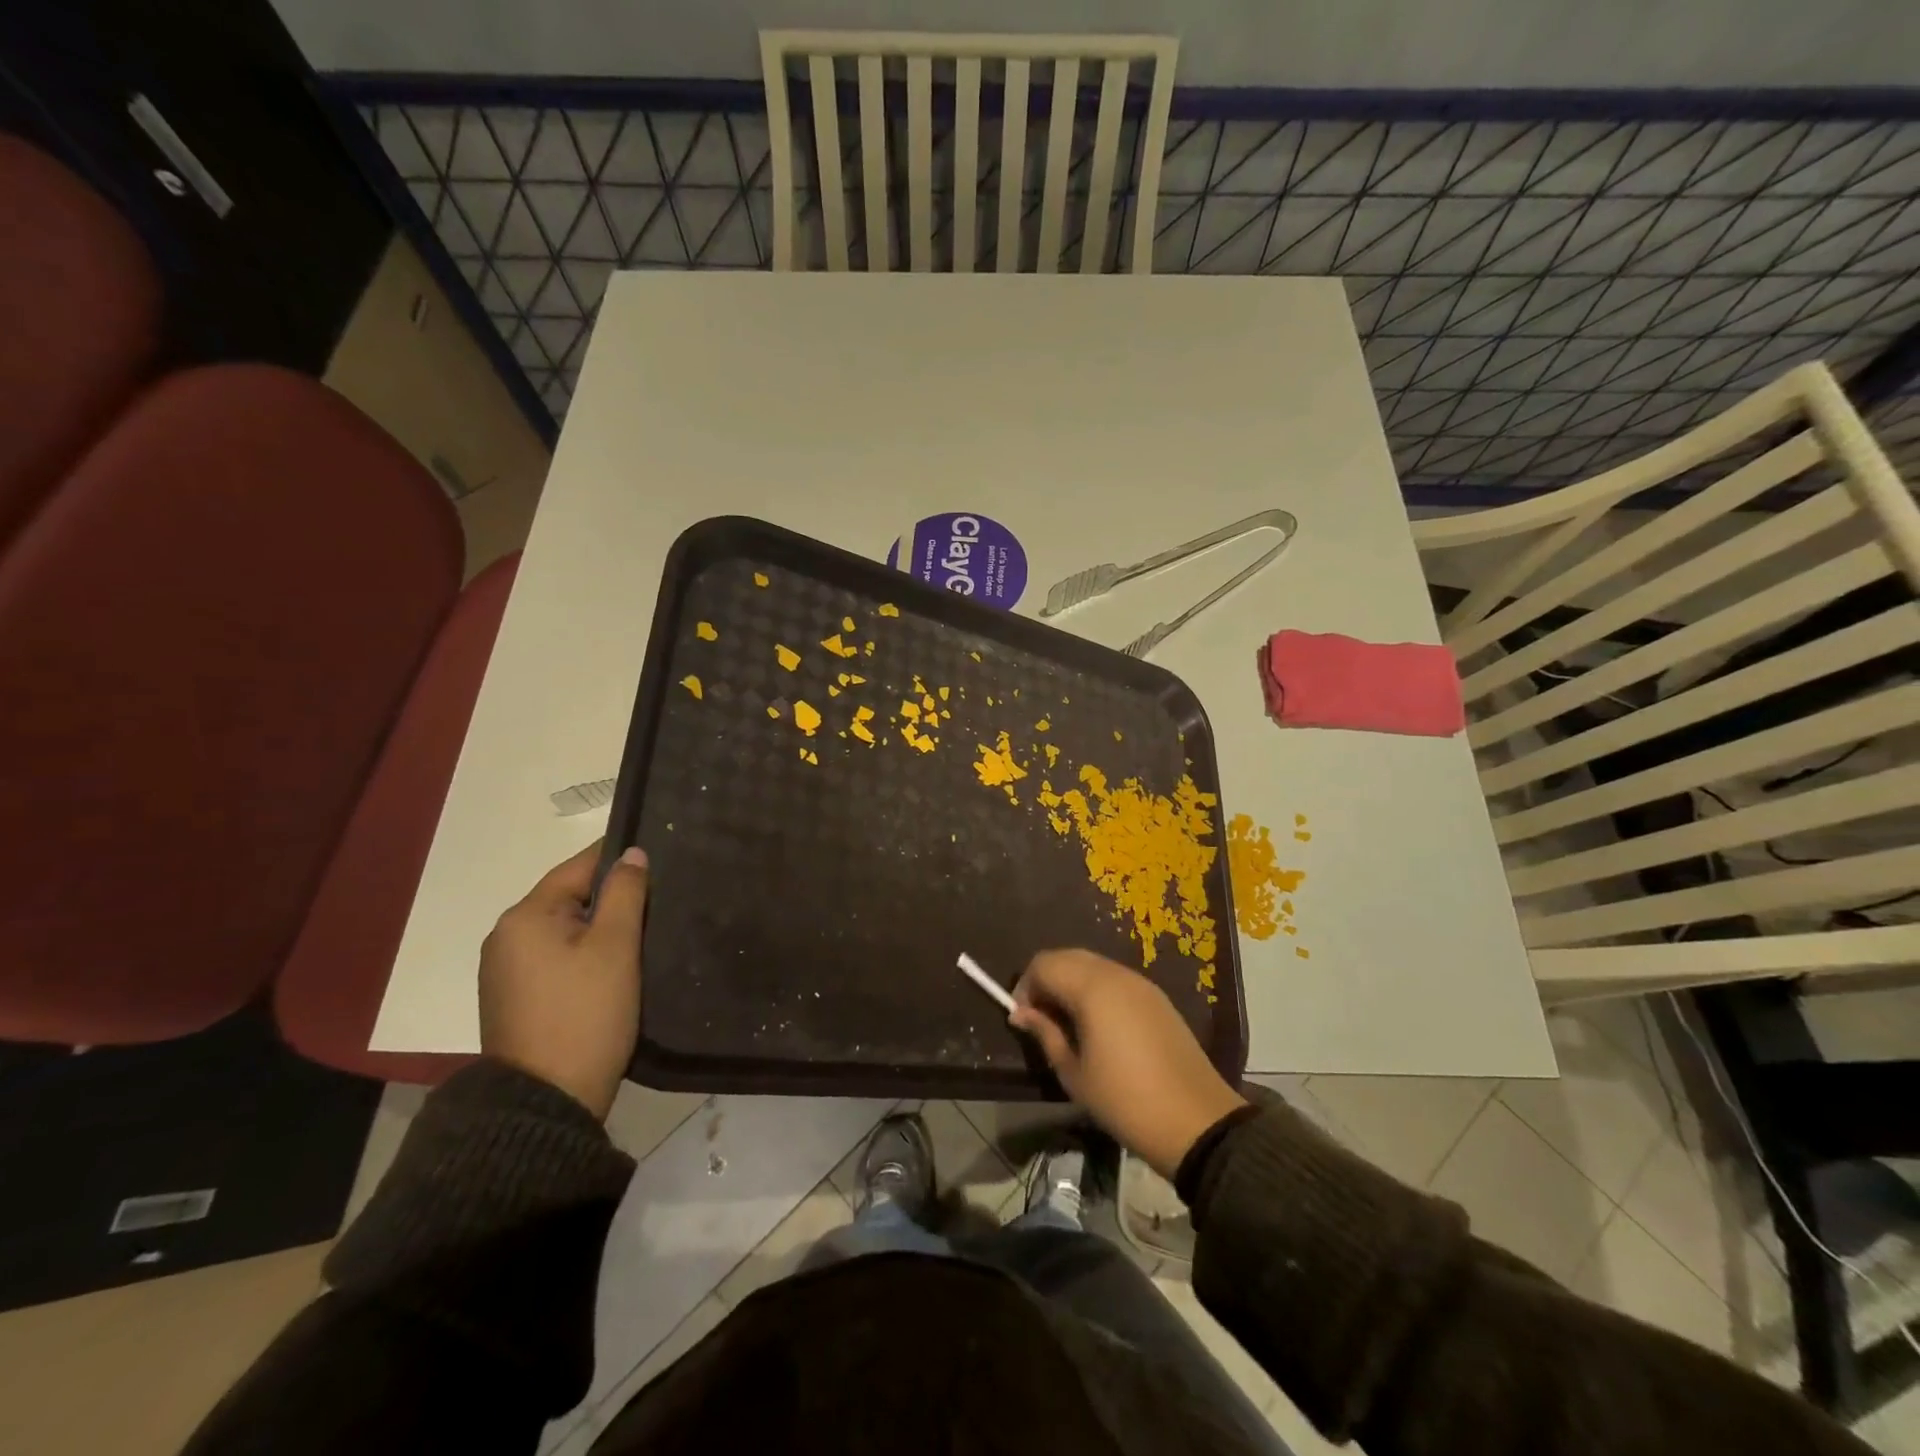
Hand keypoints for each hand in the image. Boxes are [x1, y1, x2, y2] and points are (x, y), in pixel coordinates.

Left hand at [478, 842, 648, 1119]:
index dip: (620, 859)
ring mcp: (506, 971)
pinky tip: (615, 967)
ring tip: (645, 932)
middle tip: (660, 901)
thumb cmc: (586, 1013)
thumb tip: (632, 854)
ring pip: (565, 930)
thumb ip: (625, 893)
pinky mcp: (515, 999)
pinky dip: (585, 954)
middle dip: (613, 897)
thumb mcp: (615, 946)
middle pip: (570, 898)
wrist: (546, 1101)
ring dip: (601, 928)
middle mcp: (506, 937)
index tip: (660, 857)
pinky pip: (557, 958)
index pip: (579, 867)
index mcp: (525, 916)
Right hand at [1010, 949, 1246, 1179]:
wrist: (1196, 1121)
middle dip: (1046, 979)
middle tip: (1040, 1018)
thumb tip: (1021, 1013)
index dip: (1025, 986)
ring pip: (1092, 964)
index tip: (1022, 1018)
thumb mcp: (1074, 1073)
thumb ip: (1045, 1033)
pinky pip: (1115, 978)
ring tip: (1066, 1022)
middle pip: (1067, 956)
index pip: (1044, 964)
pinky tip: (1096, 1023)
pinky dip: (1095, 989)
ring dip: (1071, 982)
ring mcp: (1140, 982)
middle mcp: (1115, 974)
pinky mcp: (1156, 997)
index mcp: (1092, 988)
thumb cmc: (1124, 1100)